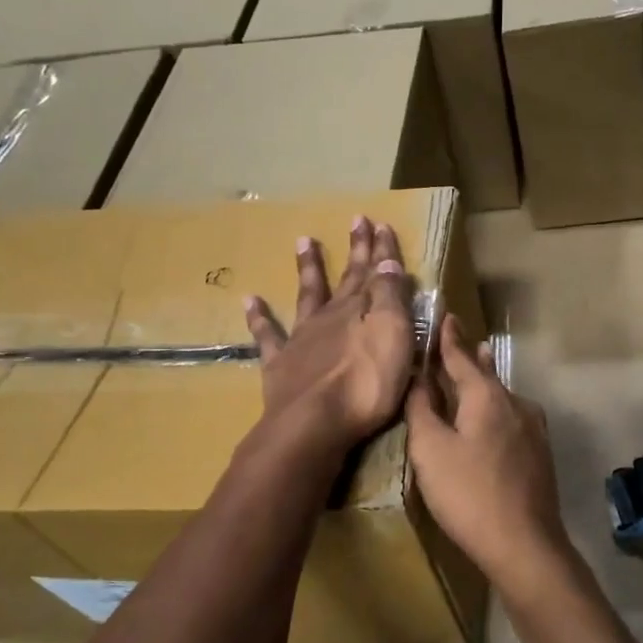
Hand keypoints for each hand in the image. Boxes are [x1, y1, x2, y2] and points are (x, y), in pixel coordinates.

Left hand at [244, 217, 415, 455]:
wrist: (313, 423)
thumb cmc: (365, 384)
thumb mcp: (392, 336)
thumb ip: (390, 298)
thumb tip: (386, 263)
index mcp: (361, 311)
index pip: (377, 273)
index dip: (381, 250)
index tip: (381, 224)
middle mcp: (330, 317)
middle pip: (346, 278)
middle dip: (355, 250)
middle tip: (356, 220)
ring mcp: (302, 339)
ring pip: (307, 295)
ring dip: (308, 268)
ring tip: (303, 240)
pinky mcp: (280, 365)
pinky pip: (267, 336)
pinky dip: (259, 317)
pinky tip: (250, 299)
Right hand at [405, 315, 568, 584]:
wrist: (524, 544)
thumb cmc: (468, 493)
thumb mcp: (430, 450)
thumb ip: (421, 410)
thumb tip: (417, 379)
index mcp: (487, 396)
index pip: (462, 358)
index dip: (450, 338)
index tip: (447, 315)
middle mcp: (516, 404)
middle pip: (487, 375)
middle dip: (472, 358)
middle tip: (462, 340)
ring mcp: (534, 430)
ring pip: (503, 397)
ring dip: (487, 383)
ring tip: (479, 369)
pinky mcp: (539, 454)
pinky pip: (512, 419)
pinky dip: (495, 410)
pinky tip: (492, 420)